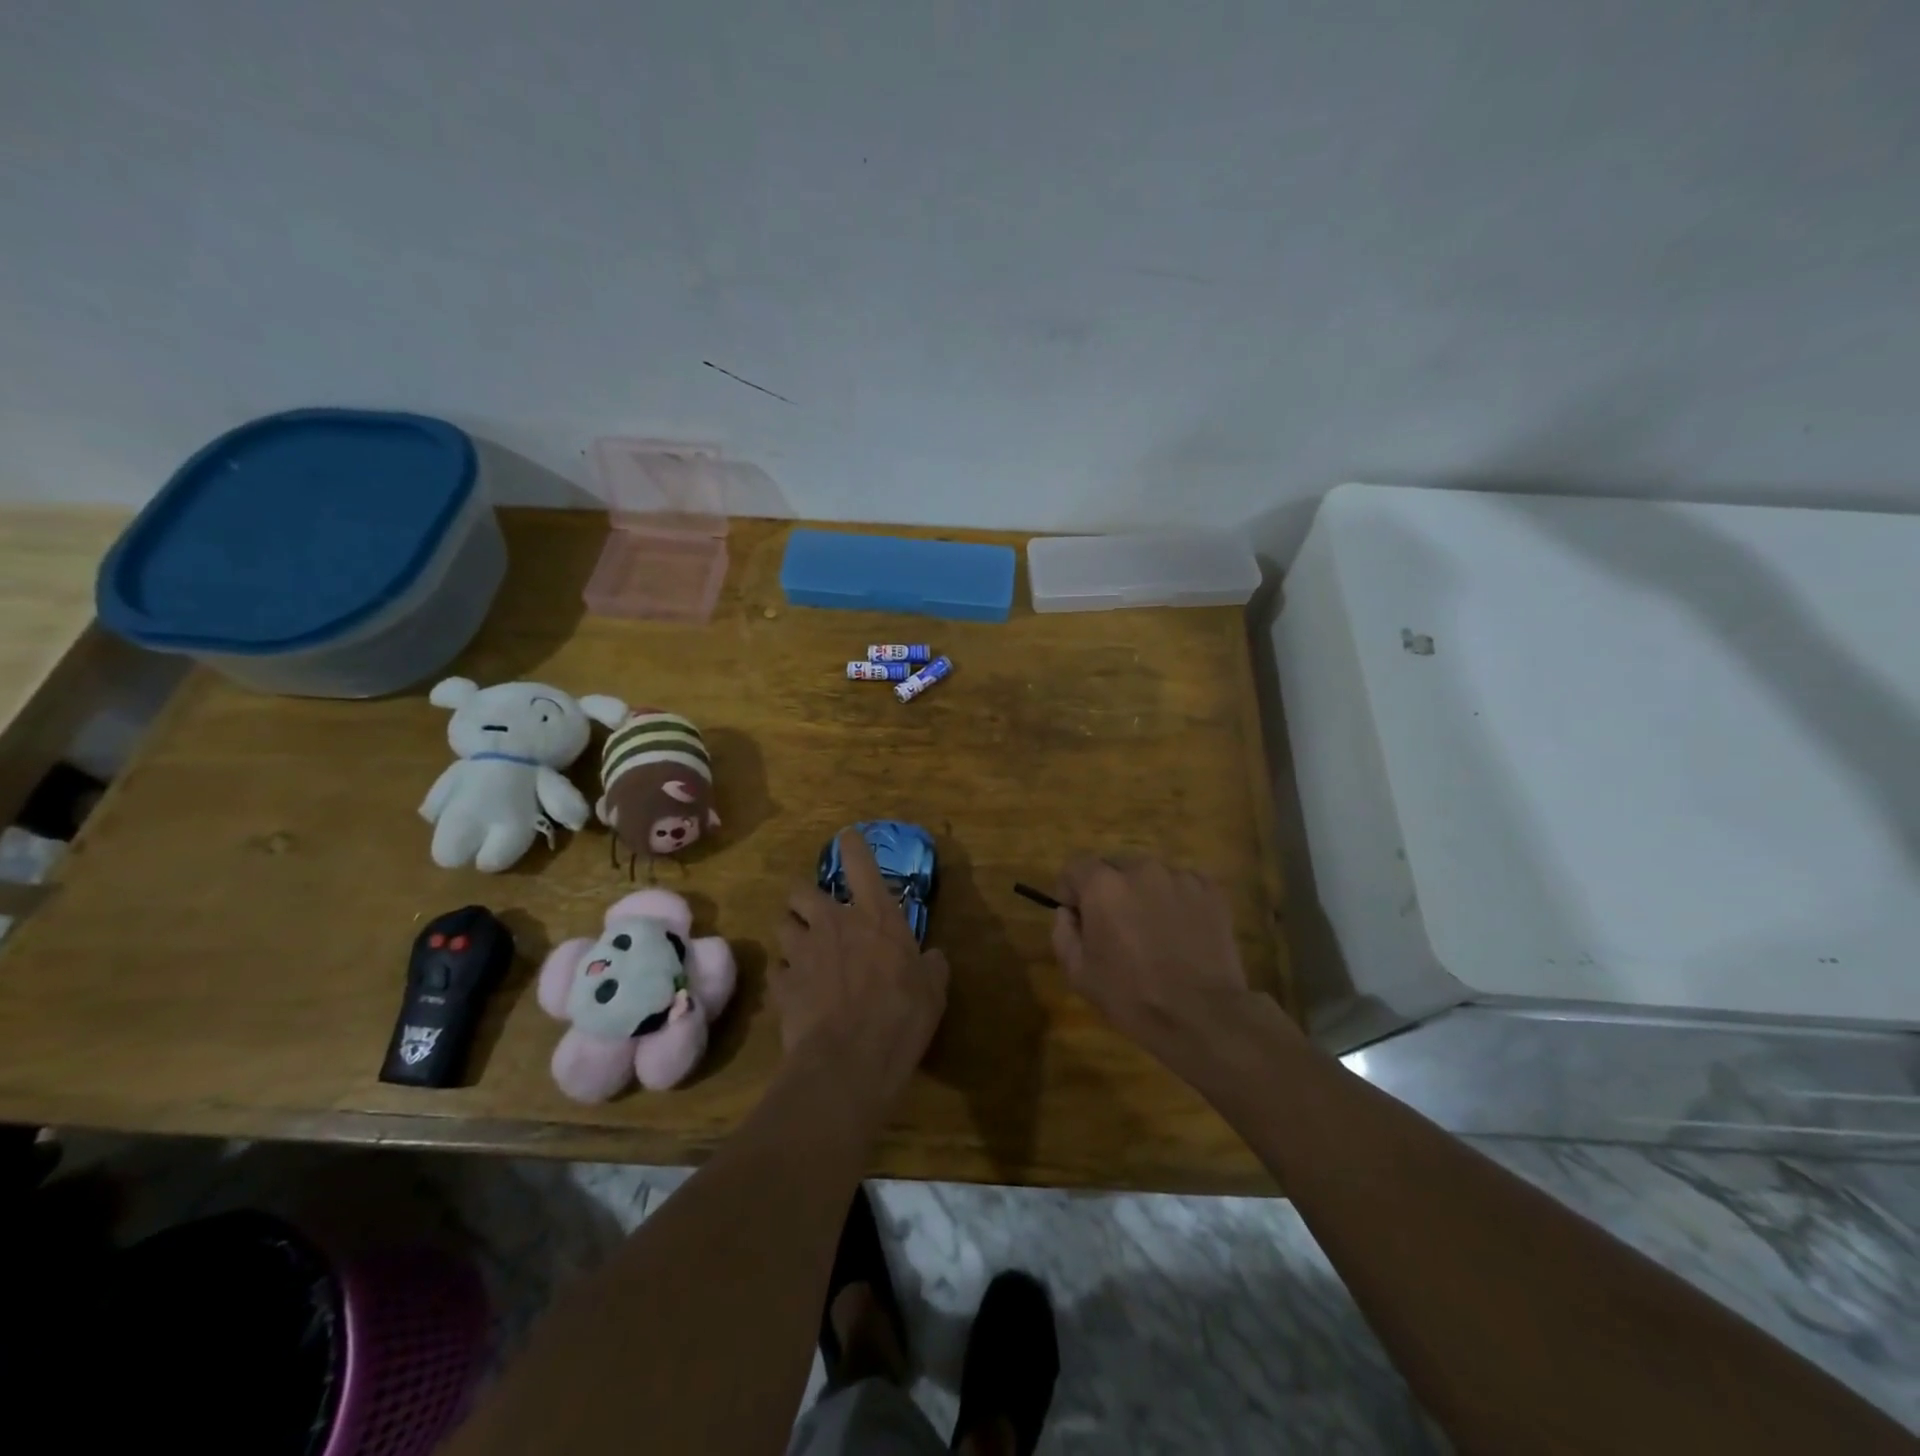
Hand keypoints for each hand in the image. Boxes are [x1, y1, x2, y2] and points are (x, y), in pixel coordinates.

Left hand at [773, 830, 949, 1106]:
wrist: (850, 1061)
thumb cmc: (901, 1016)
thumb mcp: (933, 990)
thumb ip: (932, 967)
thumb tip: (933, 958)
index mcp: (875, 917)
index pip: (860, 863)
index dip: (852, 845)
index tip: (847, 837)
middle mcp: (834, 923)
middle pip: (800, 890)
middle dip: (804, 897)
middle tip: (816, 913)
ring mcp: (803, 952)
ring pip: (782, 924)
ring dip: (791, 932)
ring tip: (802, 948)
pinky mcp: (782, 984)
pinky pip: (777, 970)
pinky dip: (784, 975)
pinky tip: (794, 988)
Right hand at [1052, 856, 1277, 1057]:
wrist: (1203, 1017)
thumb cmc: (1132, 997)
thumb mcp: (1078, 974)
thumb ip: (1063, 933)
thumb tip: (1068, 912)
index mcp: (1103, 885)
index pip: (1076, 867)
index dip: (1072, 891)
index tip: (1080, 918)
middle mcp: (1140, 869)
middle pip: (1114, 868)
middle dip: (1109, 891)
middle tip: (1118, 928)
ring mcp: (1179, 877)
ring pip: (1150, 876)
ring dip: (1144, 894)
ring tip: (1155, 932)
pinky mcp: (1211, 890)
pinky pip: (1182, 885)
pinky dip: (1177, 900)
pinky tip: (1182, 932)